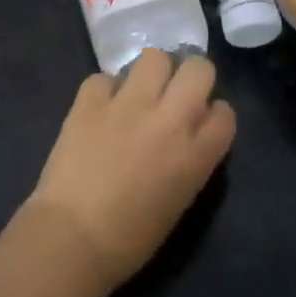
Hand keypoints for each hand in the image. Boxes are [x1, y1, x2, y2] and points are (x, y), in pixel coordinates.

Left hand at [25, 50, 236, 289]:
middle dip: (192, 76)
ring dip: (151, 73)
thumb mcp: (178, 202)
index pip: (224, 114)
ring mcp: (128, 105)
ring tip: (138, 93)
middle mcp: (168, 120)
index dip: (214, 114)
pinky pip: (104, 77)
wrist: (70, 239)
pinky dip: (105, 90)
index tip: (202, 121)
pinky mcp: (90, 101)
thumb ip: (191, 162)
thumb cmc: (128, 239)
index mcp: (195, 155)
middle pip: (199, 69)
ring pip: (154, 57)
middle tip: (175, 93)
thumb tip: (186, 137)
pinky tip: (100, 109)